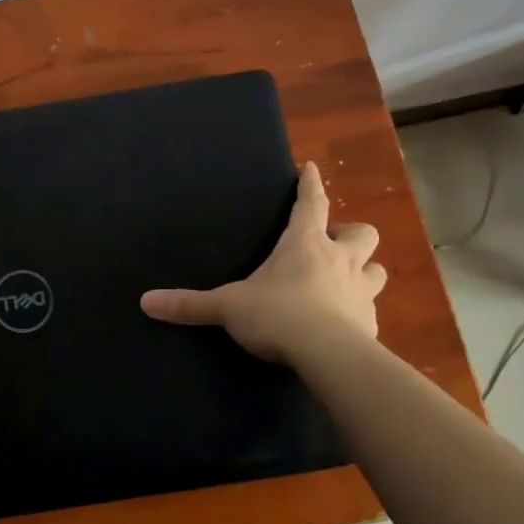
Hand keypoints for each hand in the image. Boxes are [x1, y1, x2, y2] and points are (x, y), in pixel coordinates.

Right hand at [140, 161, 385, 365]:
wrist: (328, 355)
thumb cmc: (278, 315)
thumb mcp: (228, 307)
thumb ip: (190, 304)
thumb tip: (145, 301)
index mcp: (305, 245)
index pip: (311, 204)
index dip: (311, 185)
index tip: (312, 168)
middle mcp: (340, 260)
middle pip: (362, 234)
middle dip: (351, 234)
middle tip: (333, 244)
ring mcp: (360, 292)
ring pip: (377, 270)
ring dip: (365, 271)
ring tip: (345, 281)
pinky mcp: (371, 324)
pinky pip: (370, 311)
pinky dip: (360, 312)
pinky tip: (345, 324)